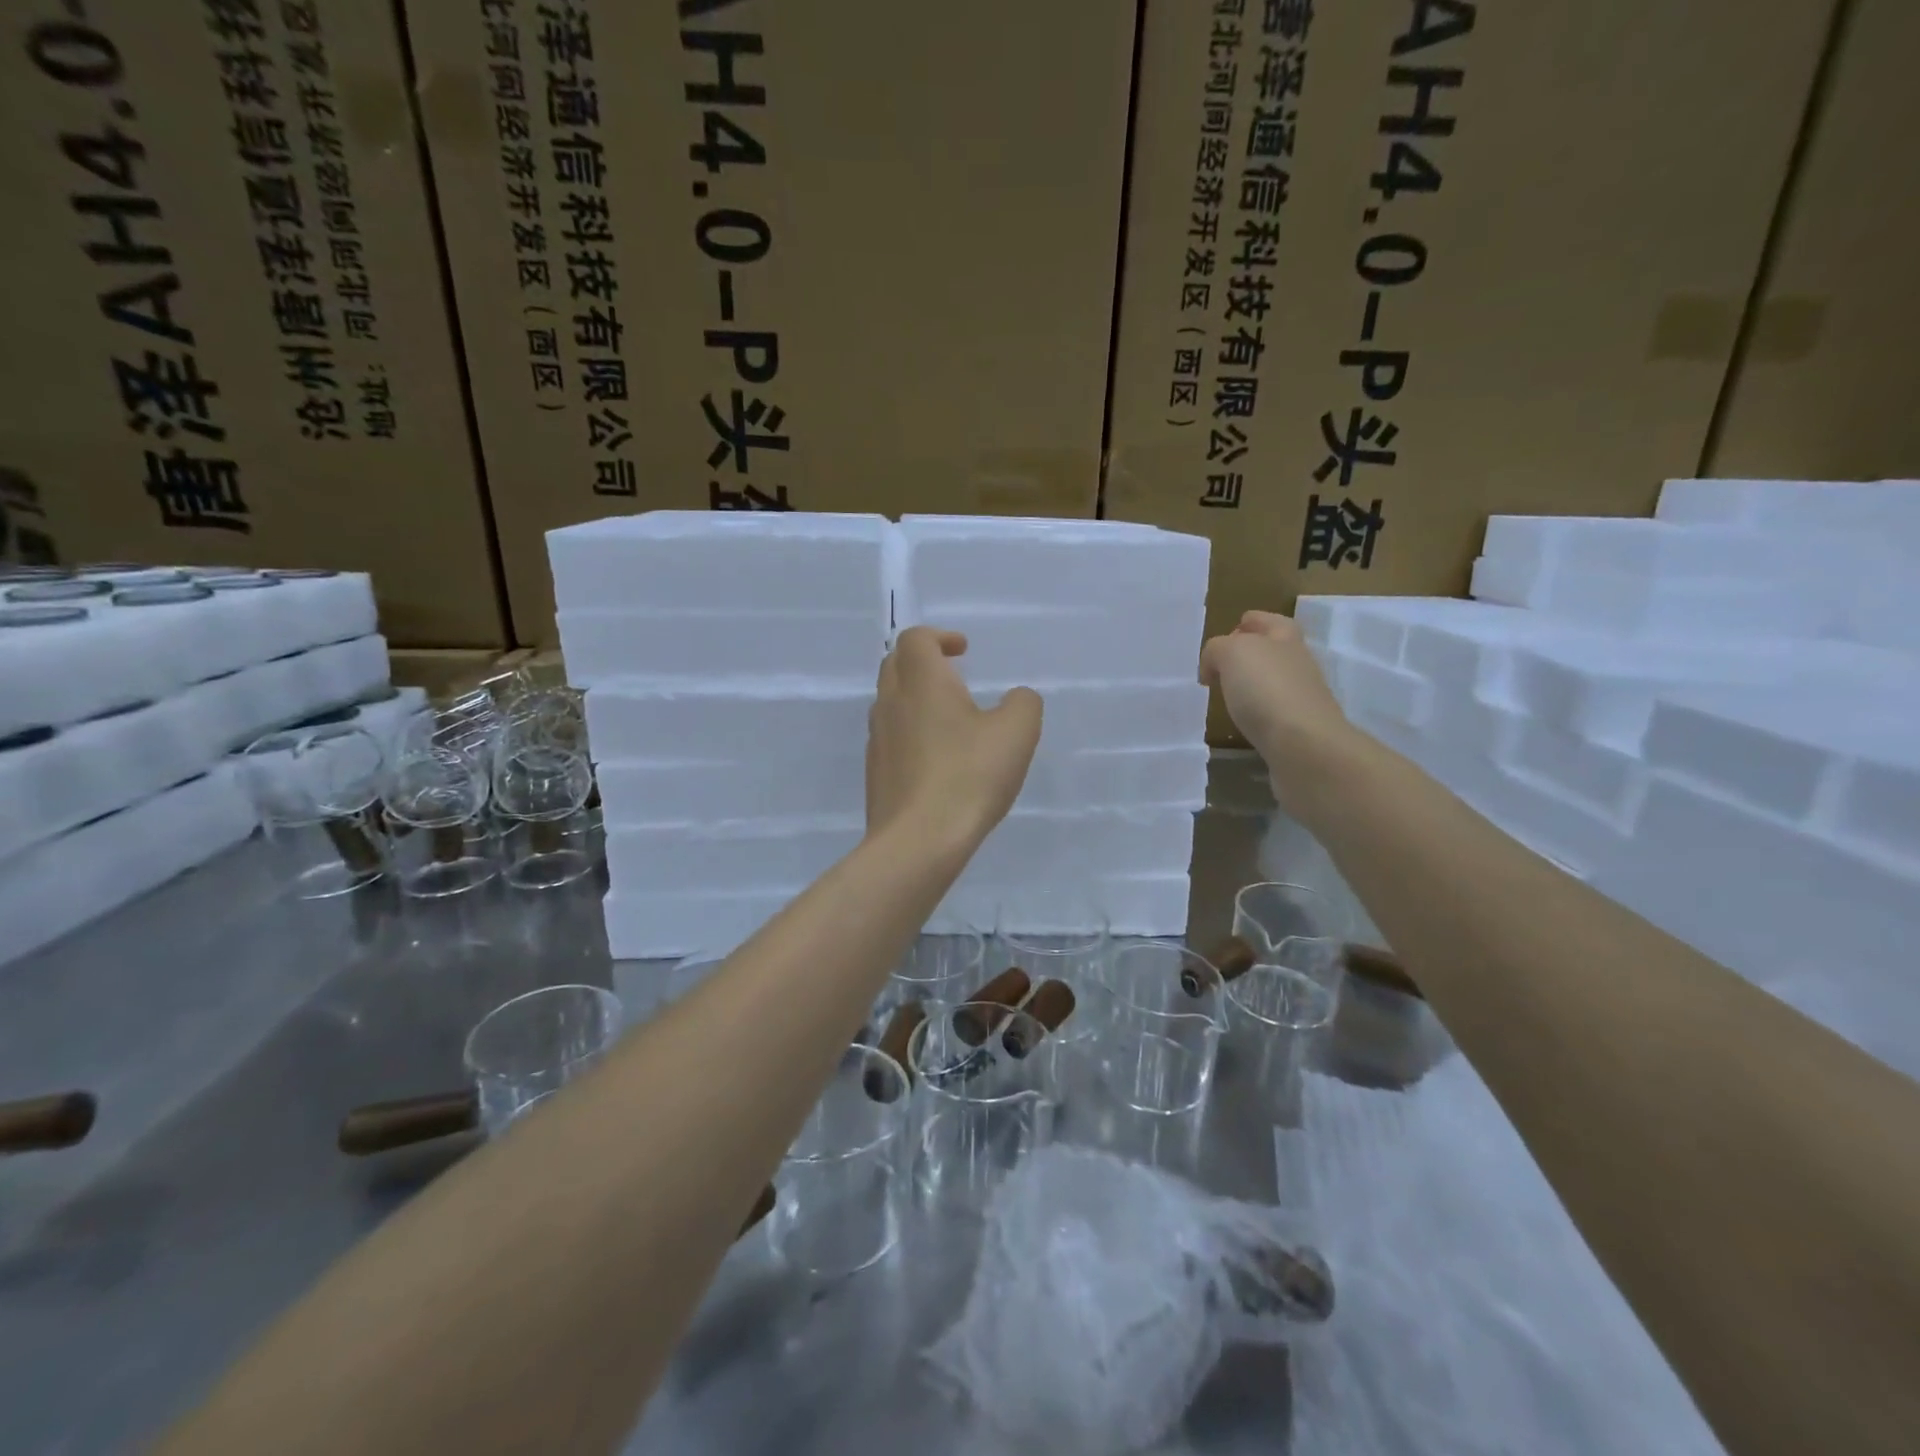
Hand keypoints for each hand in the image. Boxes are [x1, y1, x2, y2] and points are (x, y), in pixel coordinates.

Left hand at [866, 627, 1042, 850]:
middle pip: (895, 664)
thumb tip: (1017, 698)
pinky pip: (891, 737)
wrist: (918, 841)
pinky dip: (911, 731)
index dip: (940, 637)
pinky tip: (936, 758)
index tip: (963, 651)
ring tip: (948, 717)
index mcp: (921, 682)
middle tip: (953, 675)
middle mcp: (891, 703)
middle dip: (923, 661)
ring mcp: (878, 739)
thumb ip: (1022, 704)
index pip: (916, 639)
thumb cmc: (968, 777)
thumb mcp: (1016, 734)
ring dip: (915, 697)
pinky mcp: (876, 773)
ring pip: (890, 702)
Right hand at [1200, 610, 1354, 810]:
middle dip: (1248, 654)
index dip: (1248, 623)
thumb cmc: (1266, 689)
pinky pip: (1272, 712)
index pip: (1268, 621)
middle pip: (1273, 650)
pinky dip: (1256, 712)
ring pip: (1272, 681)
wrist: (1304, 746)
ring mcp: (1301, 697)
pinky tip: (1240, 720)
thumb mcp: (1232, 653)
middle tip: (1217, 667)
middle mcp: (1298, 663)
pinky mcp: (1298, 728)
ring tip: (1224, 695)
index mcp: (1286, 638)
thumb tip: (1215, 665)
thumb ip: (1217, 649)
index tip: (1224, 636)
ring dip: (1251, 685)